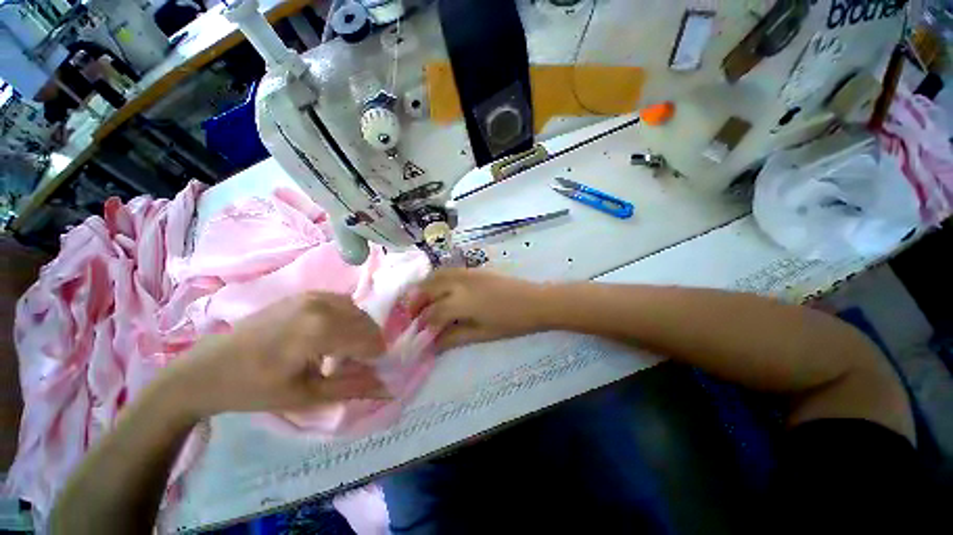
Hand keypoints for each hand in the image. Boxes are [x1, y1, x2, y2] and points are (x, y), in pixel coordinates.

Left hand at [165, 292, 387, 417]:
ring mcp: (312, 295)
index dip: (375, 357)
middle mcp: (321, 304)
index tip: (369, 372)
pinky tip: (330, 334)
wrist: (208, 369)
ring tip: (342, 351)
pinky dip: (346, 318)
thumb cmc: (255, 388)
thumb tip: (388, 388)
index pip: (369, 340)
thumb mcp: (306, 396)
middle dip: (368, 344)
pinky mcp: (304, 294)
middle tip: (355, 365)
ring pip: (357, 311)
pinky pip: (342, 303)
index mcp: (320, 329)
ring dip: (358, 330)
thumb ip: (352, 388)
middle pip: (366, 322)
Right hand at [407, 269, 548, 349]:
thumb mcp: (482, 333)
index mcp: (462, 302)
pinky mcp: (475, 269)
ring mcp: (467, 272)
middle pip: (429, 287)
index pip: (433, 312)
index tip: (418, 333)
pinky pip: (449, 271)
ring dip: (424, 286)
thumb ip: (454, 336)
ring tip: (421, 301)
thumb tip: (432, 344)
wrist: (535, 301)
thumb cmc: (511, 322)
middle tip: (412, 315)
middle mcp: (460, 283)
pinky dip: (437, 279)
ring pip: (437, 274)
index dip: (423, 323)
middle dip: (416, 301)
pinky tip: (439, 290)